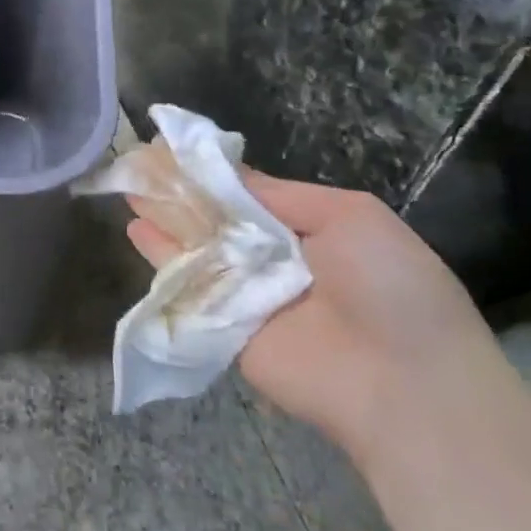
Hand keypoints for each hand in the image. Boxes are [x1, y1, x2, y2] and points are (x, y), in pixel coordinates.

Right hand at [125, 172, 497, 458]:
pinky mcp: (223, 327)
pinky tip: (134, 228)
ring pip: (197, 247)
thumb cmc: (389, 286)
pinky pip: (190, 286)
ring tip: (127, 186)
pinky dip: (160, 257)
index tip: (173, 146)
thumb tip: (227, 173)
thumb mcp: (350, 216)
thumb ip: (281, 194)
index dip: (212, 172)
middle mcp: (273, 259)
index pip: (248, 193)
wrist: (403, 383)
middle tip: (140, 161)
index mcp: (309, 229)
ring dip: (164, 217)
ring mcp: (246, 294)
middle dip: (180, 191)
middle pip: (216, 218)